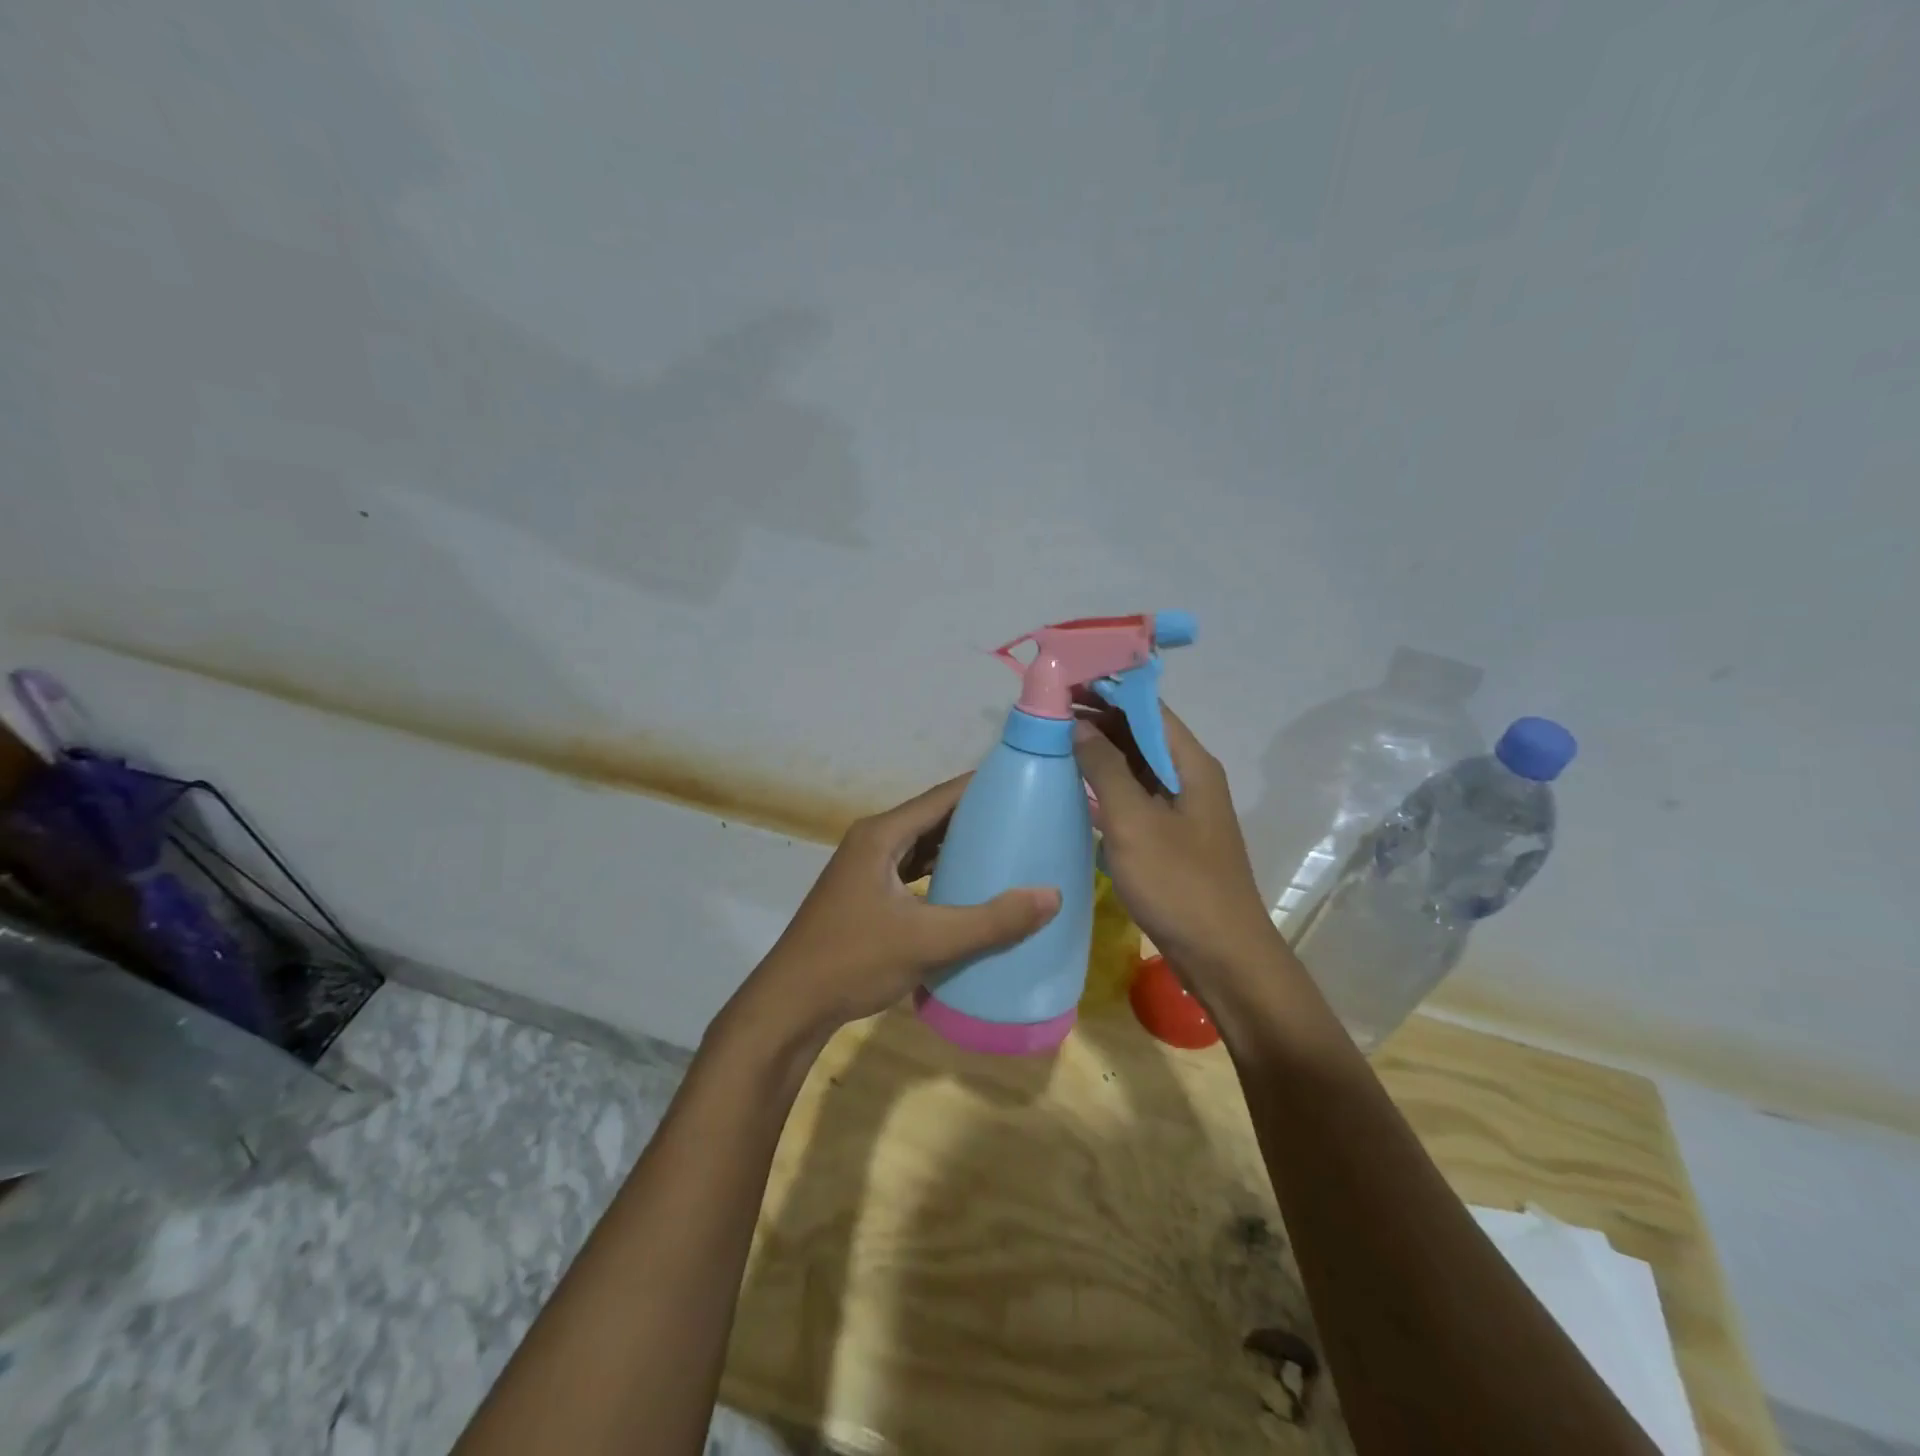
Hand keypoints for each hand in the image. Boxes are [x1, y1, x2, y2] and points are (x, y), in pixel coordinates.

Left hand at [731, 776, 1061, 1043]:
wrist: (790, 1005)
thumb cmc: (853, 961)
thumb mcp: (927, 940)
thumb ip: (990, 920)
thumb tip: (1052, 895)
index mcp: (882, 835)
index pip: (942, 796)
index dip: (983, 786)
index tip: (1025, 783)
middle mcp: (873, 842)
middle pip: (934, 817)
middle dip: (977, 817)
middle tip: (1027, 819)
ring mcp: (866, 869)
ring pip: (922, 846)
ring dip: (959, 846)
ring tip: (1007, 849)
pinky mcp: (867, 895)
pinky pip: (913, 870)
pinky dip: (941, 872)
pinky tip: (969, 887)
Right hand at [1073, 704, 1277, 985]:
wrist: (1223, 956)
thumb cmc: (1180, 884)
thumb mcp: (1135, 822)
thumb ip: (1105, 769)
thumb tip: (1078, 726)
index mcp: (1191, 763)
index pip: (1147, 707)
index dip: (1107, 689)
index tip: (1064, 680)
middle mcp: (1189, 777)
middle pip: (1141, 733)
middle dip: (1098, 719)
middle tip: (1048, 712)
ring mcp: (1180, 809)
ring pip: (1136, 765)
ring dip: (1099, 752)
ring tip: (1053, 742)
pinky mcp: (1169, 837)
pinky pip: (1134, 796)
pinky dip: (1106, 786)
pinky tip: (1076, 788)